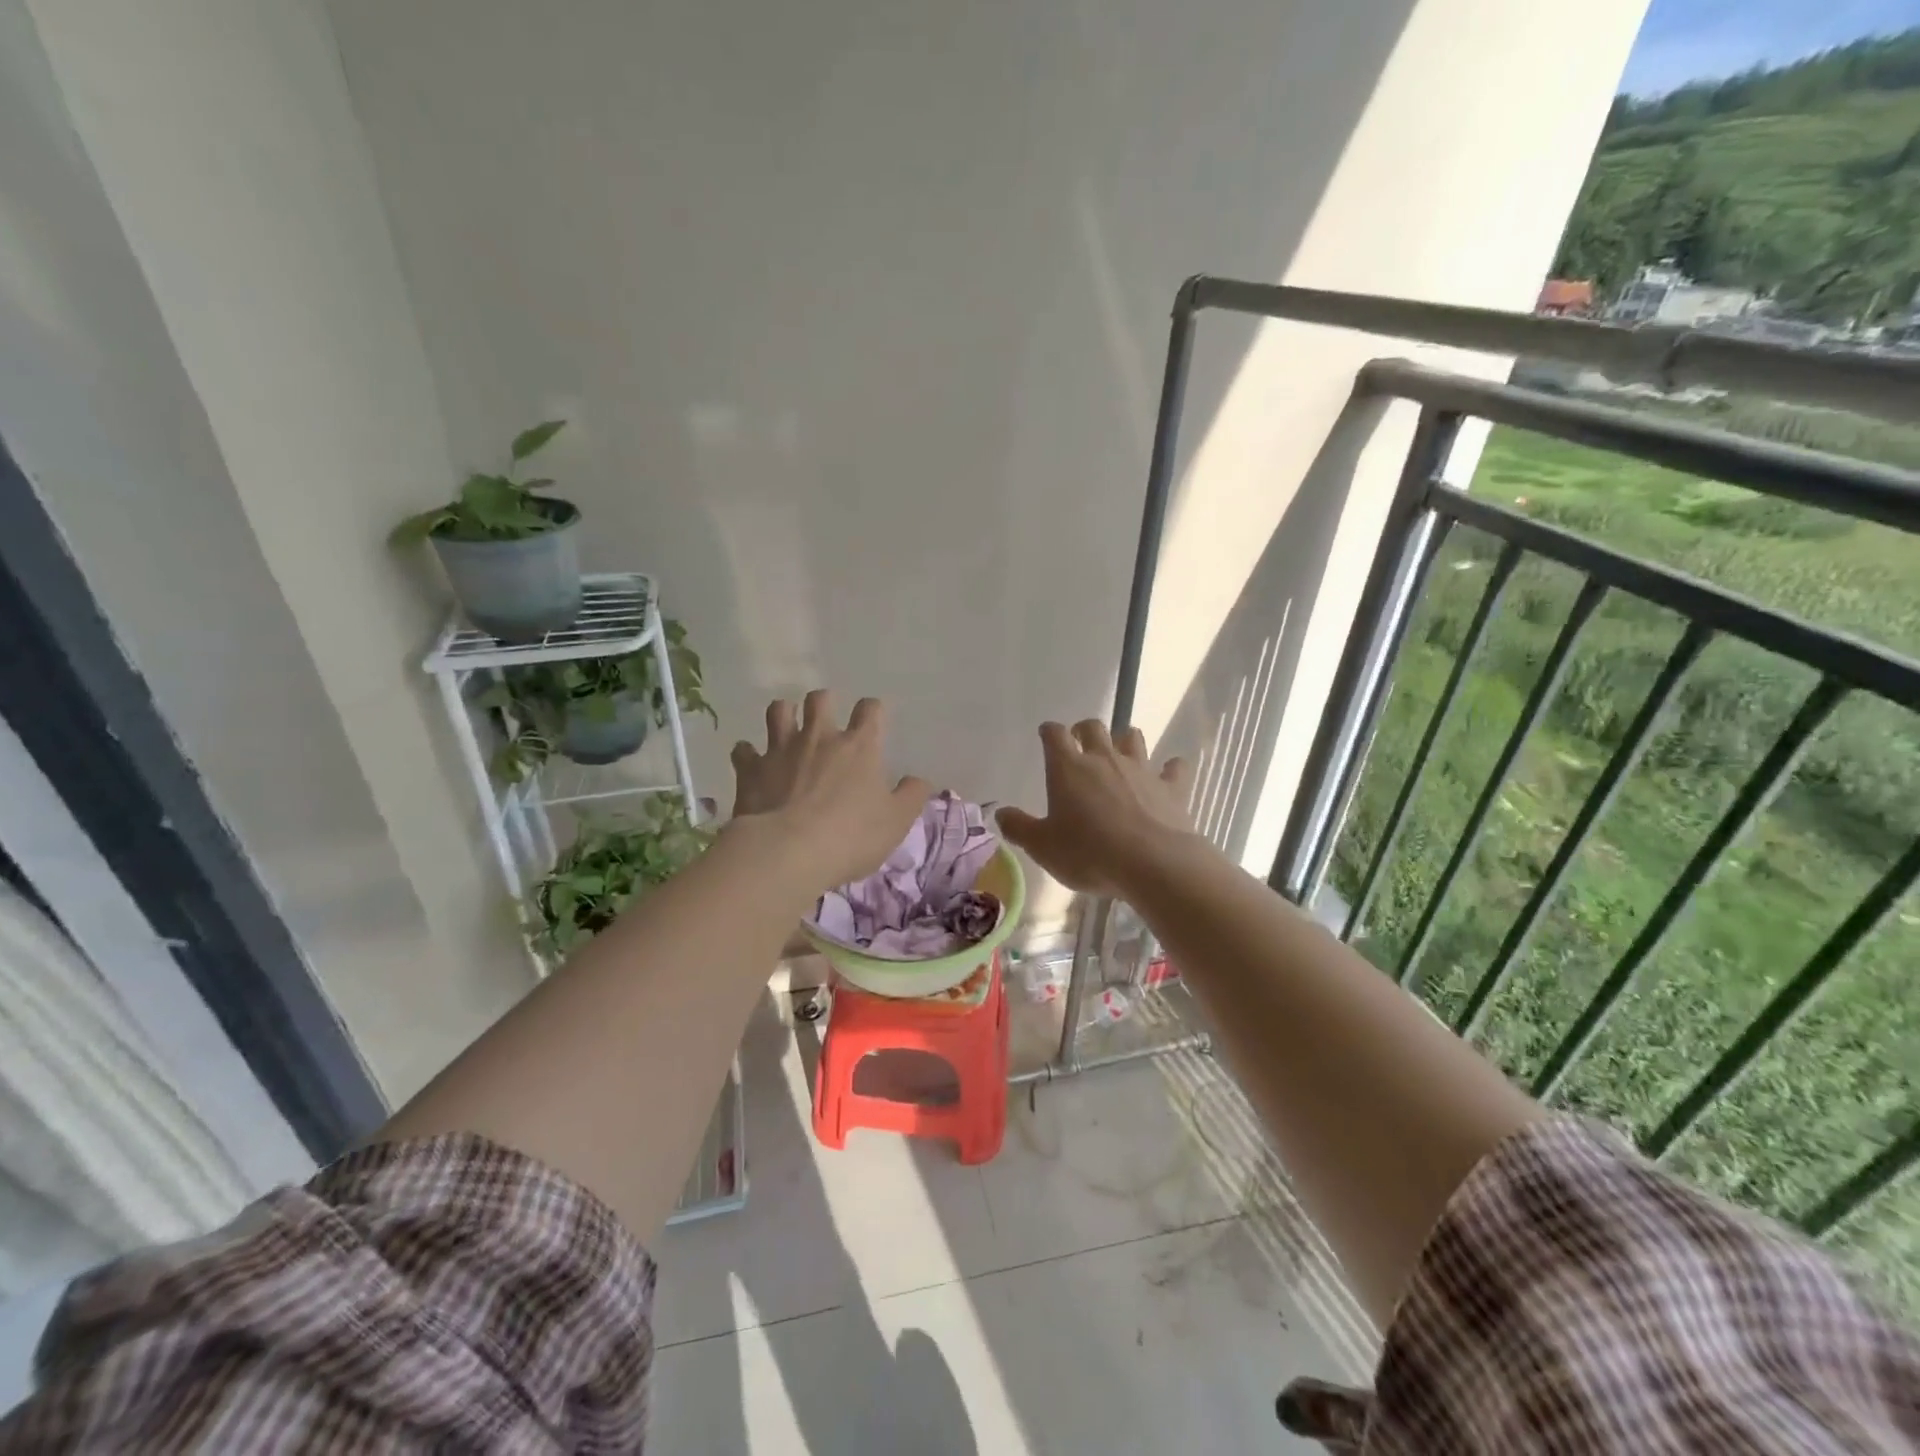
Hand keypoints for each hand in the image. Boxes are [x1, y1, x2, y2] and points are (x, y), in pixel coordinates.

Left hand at [730, 692, 931, 893]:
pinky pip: (743, 750)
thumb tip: (918, 780)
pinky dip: (748, 753)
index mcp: (859, 746)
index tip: (873, 721)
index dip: (873, 711)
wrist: (787, 852)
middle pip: (820, 699)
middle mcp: (819, 737)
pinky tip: (751, 762)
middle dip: (823, 703)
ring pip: (779, 711)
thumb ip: (911, 796)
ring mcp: (781, 750)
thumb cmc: (850, 836)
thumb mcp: (896, 822)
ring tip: (787, 728)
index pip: (870, 710)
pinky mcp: (751, 769)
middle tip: (825, 721)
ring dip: (784, 714)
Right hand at [996, 721, 1193, 897]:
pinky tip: (1170, 773)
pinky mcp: (1171, 788)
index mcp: (1068, 768)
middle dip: (1084, 730)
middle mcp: (1104, 759)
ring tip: (1120, 754)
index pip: (1055, 735)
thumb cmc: (1089, 853)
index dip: (1049, 732)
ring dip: (1124, 741)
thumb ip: (1019, 828)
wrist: (1152, 863)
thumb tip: (1001, 813)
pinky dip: (1171, 768)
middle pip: (1094, 728)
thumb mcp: (1043, 847)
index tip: (1046, 735)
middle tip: (1080, 743)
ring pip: (1133, 738)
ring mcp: (1141, 770)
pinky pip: (1174, 768)